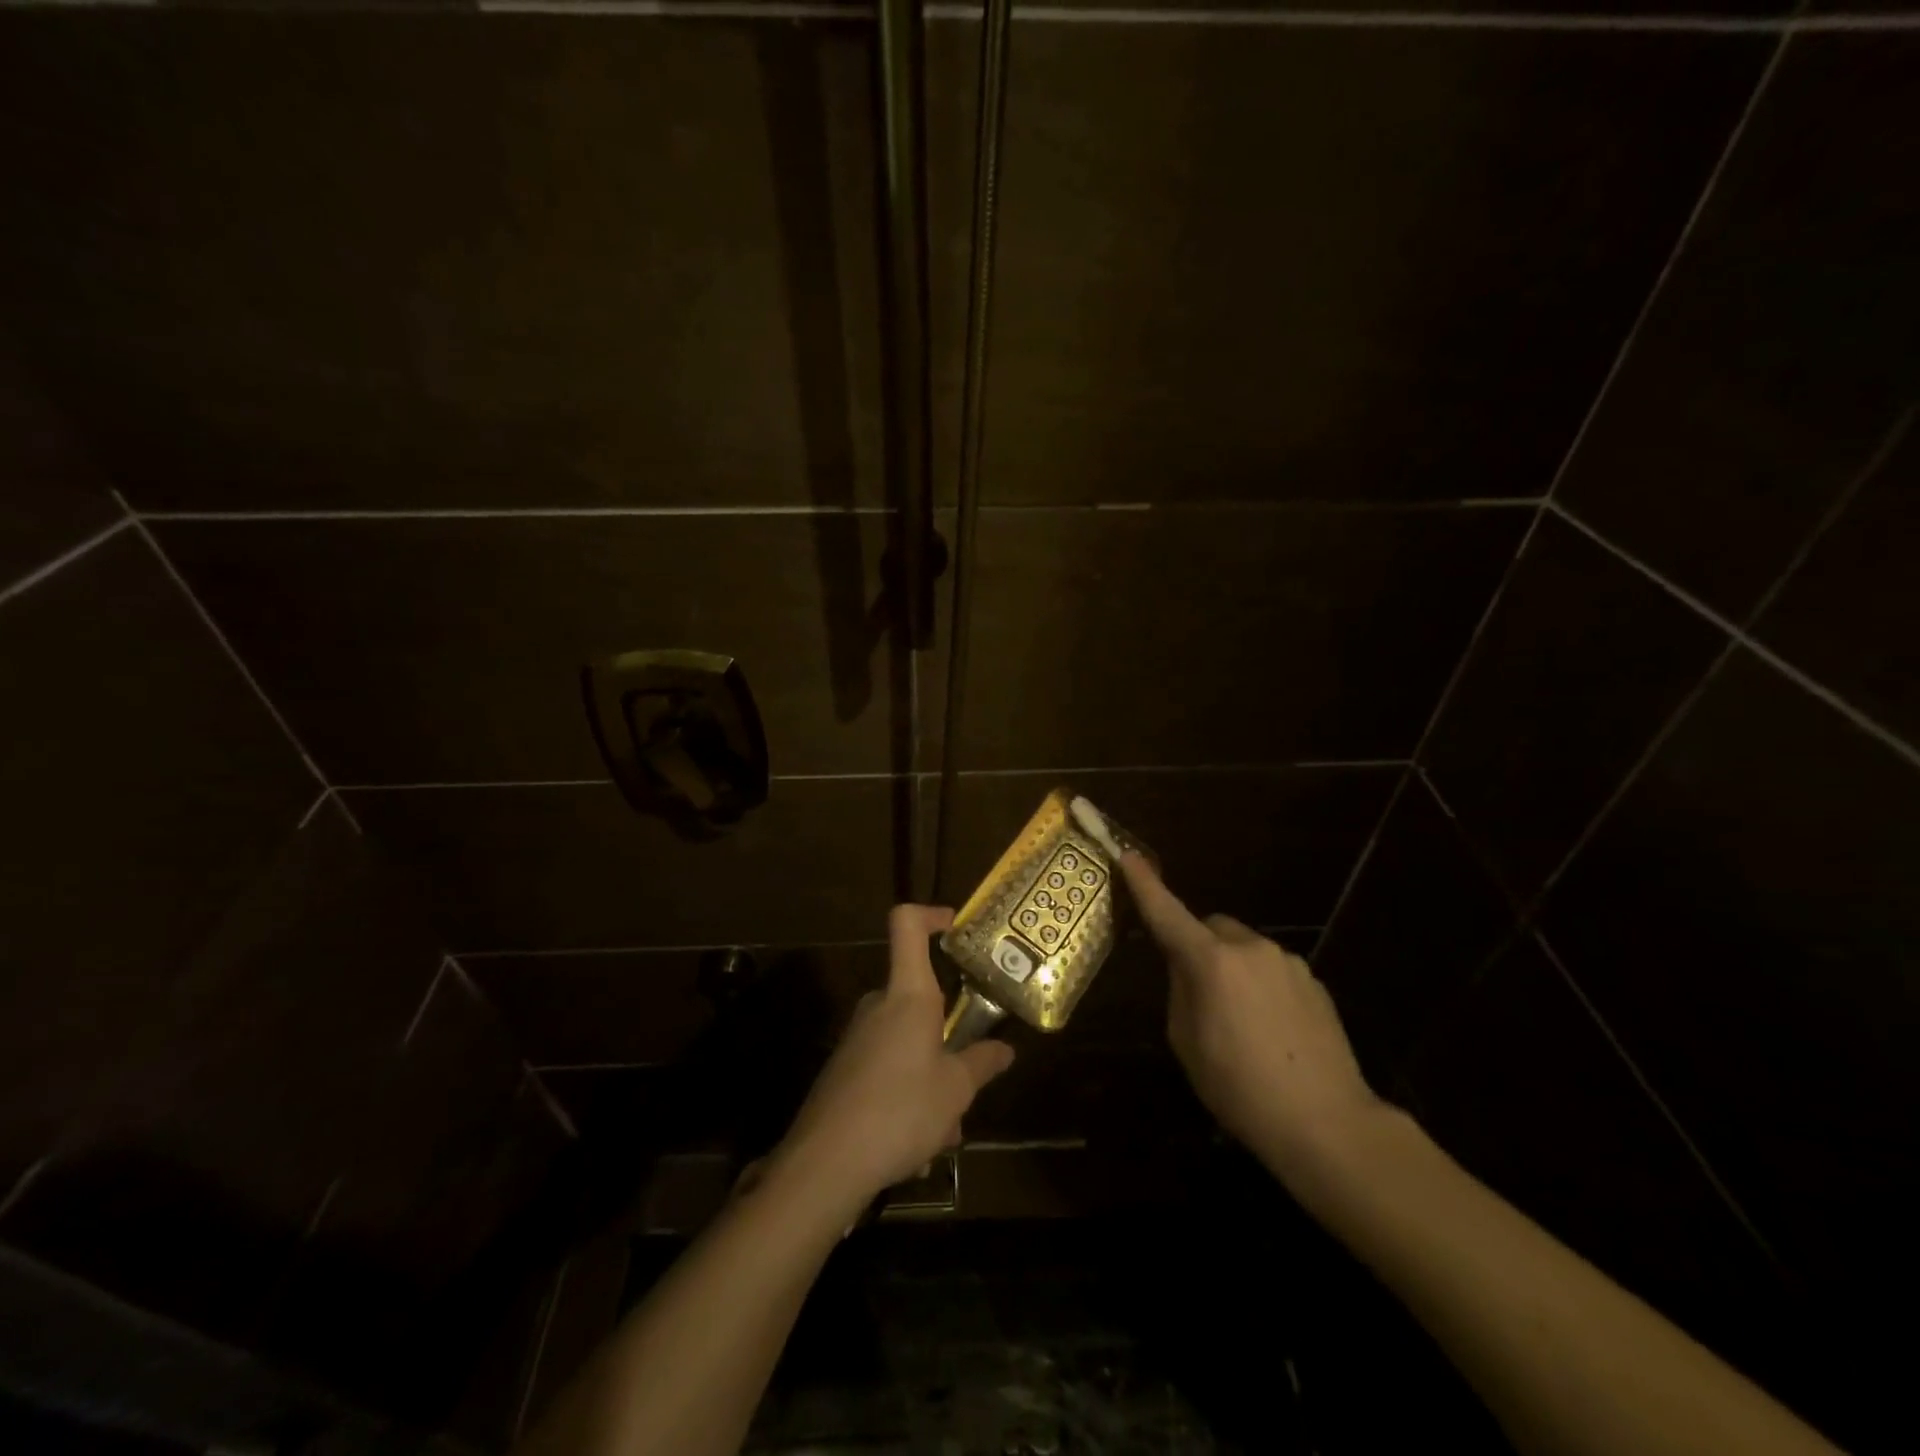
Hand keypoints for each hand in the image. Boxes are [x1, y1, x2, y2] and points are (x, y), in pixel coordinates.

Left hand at [776, 905, 1014, 1206]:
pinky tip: (916, 1144)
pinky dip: (908, 1095)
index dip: (930, 915)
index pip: (907, 926)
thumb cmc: (900, 1111)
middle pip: (919, 998)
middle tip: (969, 1077)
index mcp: (908, 995)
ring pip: (908, 1042)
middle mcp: (879, 1006)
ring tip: (945, 1130)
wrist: (825, 1163)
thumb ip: (982, 1063)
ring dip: (931, 1077)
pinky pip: (889, 1068)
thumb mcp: (955, 1090)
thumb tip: (1004, 1049)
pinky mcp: (845, 1069)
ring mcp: (858, 1037)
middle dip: (948, 1035)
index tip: (955, 926)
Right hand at [1120, 854, 1383, 1181]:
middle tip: (1197, 993)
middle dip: (1198, 947)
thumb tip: (1186, 968)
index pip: (1168, 913)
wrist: (1327, 1123)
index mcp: (1211, 962)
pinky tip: (1271, 1030)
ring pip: (1244, 949)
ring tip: (1240, 1023)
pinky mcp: (1314, 981)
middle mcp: (1250, 948)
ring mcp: (1288, 962)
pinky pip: (1272, 969)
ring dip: (1232, 968)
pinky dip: (1261, 985)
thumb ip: (1180, 991)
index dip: (1145, 885)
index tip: (1128, 856)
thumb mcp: (1187, 1042)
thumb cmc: (1240, 1087)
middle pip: (1211, 928)